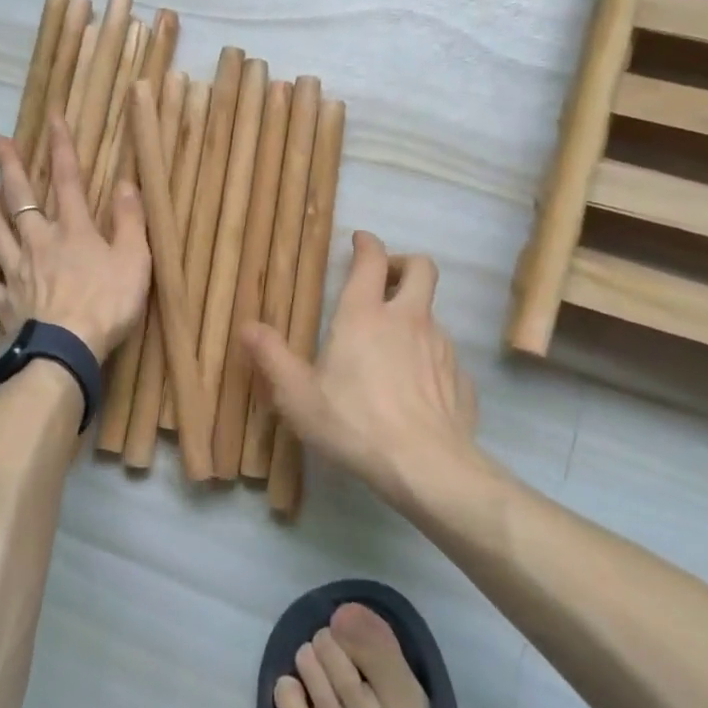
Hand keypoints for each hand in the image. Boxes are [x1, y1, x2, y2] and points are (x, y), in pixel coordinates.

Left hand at [0, 114, 150, 363]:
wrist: (66, 349)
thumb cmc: (107, 304)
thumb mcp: (134, 259)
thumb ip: (130, 220)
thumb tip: (125, 182)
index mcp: (73, 230)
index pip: (67, 180)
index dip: (61, 148)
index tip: (52, 118)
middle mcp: (40, 242)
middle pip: (22, 199)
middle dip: (10, 169)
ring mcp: (18, 272)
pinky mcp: (6, 302)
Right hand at [243, 232, 480, 509]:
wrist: (427, 467)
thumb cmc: (353, 422)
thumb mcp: (297, 395)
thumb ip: (271, 356)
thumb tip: (247, 326)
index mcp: (364, 315)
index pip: (372, 260)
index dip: (367, 244)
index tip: (360, 241)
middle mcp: (408, 320)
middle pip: (421, 268)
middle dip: (404, 264)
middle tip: (385, 279)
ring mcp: (441, 347)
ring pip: (432, 314)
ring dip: (413, 317)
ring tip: (391, 349)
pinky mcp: (460, 378)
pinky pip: (444, 356)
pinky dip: (428, 358)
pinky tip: (414, 389)